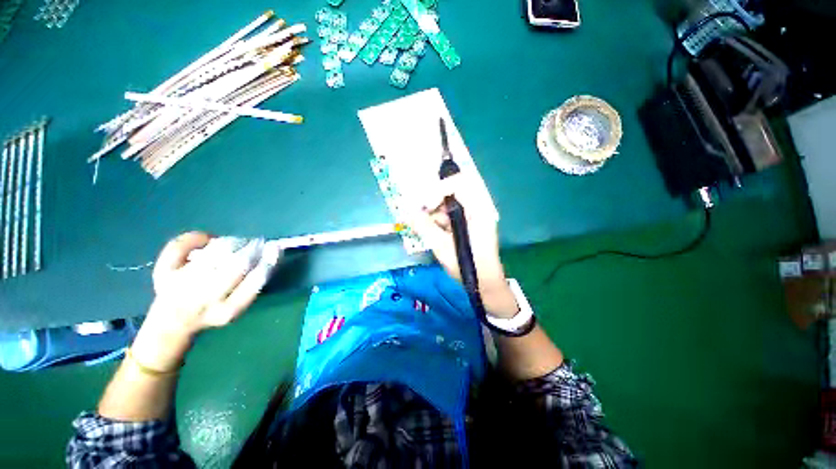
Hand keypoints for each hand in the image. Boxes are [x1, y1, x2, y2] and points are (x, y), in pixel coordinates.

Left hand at [132, 232, 279, 370]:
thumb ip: (255, 282)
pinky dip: (197, 238)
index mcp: (228, 311)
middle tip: (258, 242)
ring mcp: (182, 286)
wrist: (172, 323)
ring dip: (233, 242)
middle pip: (237, 265)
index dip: (269, 261)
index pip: (256, 281)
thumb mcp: (238, 305)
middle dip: (252, 248)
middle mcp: (206, 300)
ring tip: (239, 242)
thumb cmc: (213, 310)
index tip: (276, 248)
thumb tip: (269, 251)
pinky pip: (181, 247)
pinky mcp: (164, 274)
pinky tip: (208, 239)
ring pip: (215, 253)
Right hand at [407, 173, 518, 317]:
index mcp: (479, 209)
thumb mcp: (442, 247)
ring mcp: (473, 214)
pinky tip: (434, 231)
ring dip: (434, 213)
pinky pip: (449, 214)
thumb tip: (407, 212)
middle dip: (433, 201)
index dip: (439, 190)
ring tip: (426, 227)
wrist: (484, 283)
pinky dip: (438, 220)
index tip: (425, 206)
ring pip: (448, 203)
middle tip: (420, 213)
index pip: (459, 183)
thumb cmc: (467, 266)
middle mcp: (478, 207)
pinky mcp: (467, 222)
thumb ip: (424, 227)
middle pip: (452, 191)